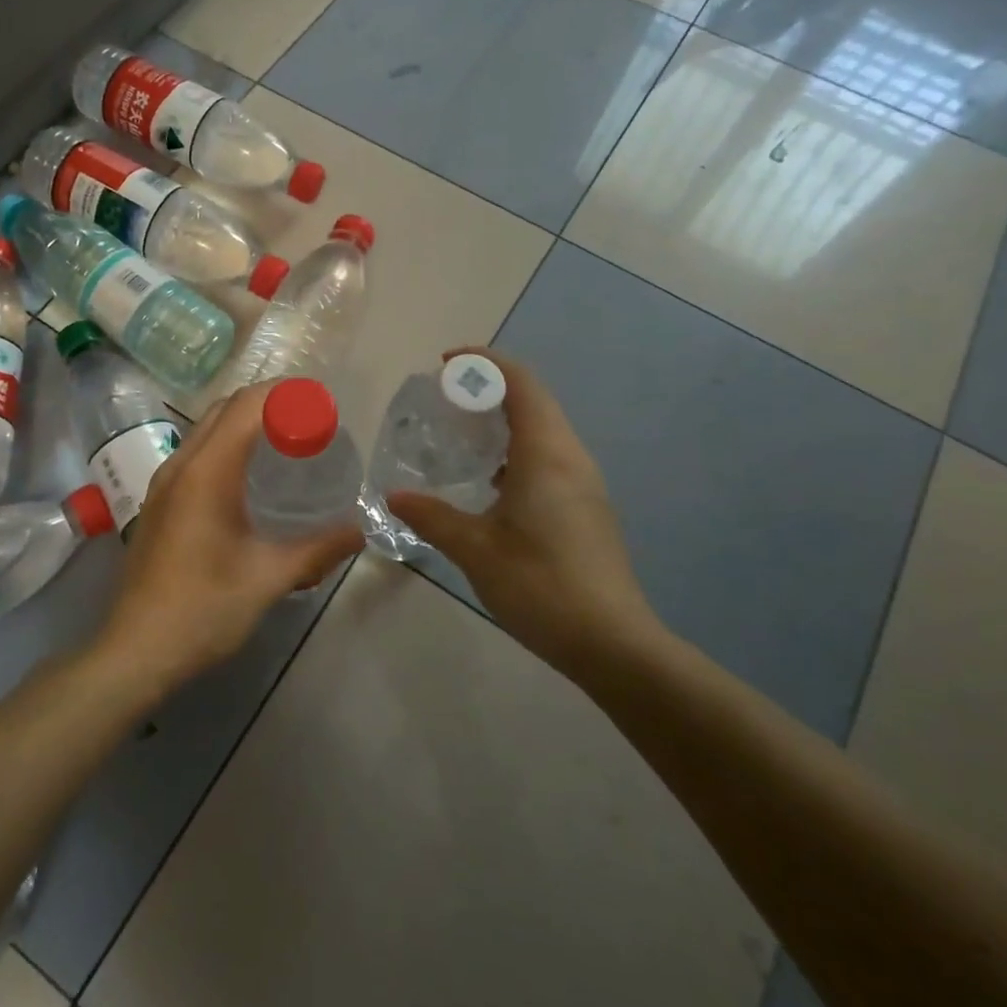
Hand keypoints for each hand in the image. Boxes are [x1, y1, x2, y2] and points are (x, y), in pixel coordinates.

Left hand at [92, 384, 362, 698]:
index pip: (245, 406)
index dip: (284, 394)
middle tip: (309, 420)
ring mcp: (163, 484)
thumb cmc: (203, 609)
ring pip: (206, 430)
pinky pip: (196, 454)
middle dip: (267, 403)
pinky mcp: (159, 503)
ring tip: (285, 442)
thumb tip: (358, 531)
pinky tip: (250, 478)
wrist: (135, 651)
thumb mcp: (268, 578)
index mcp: (206, 472)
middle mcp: (180, 466)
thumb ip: (318, 549)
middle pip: (224, 409)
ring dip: (244, 423)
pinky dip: (227, 446)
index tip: (320, 403)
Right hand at [386, 349, 660, 675]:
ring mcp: (585, 483)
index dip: (484, 363)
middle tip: (445, 400)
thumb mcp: (475, 550)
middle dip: (490, 388)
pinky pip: (550, 456)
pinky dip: (517, 449)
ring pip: (544, 429)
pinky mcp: (587, 507)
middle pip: (534, 399)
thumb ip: (432, 517)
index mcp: (546, 454)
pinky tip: (490, 482)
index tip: (445, 364)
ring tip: (462, 435)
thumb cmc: (541, 585)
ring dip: (505, 419)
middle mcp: (571, 457)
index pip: (520, 383)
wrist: (612, 643)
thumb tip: (394, 496)